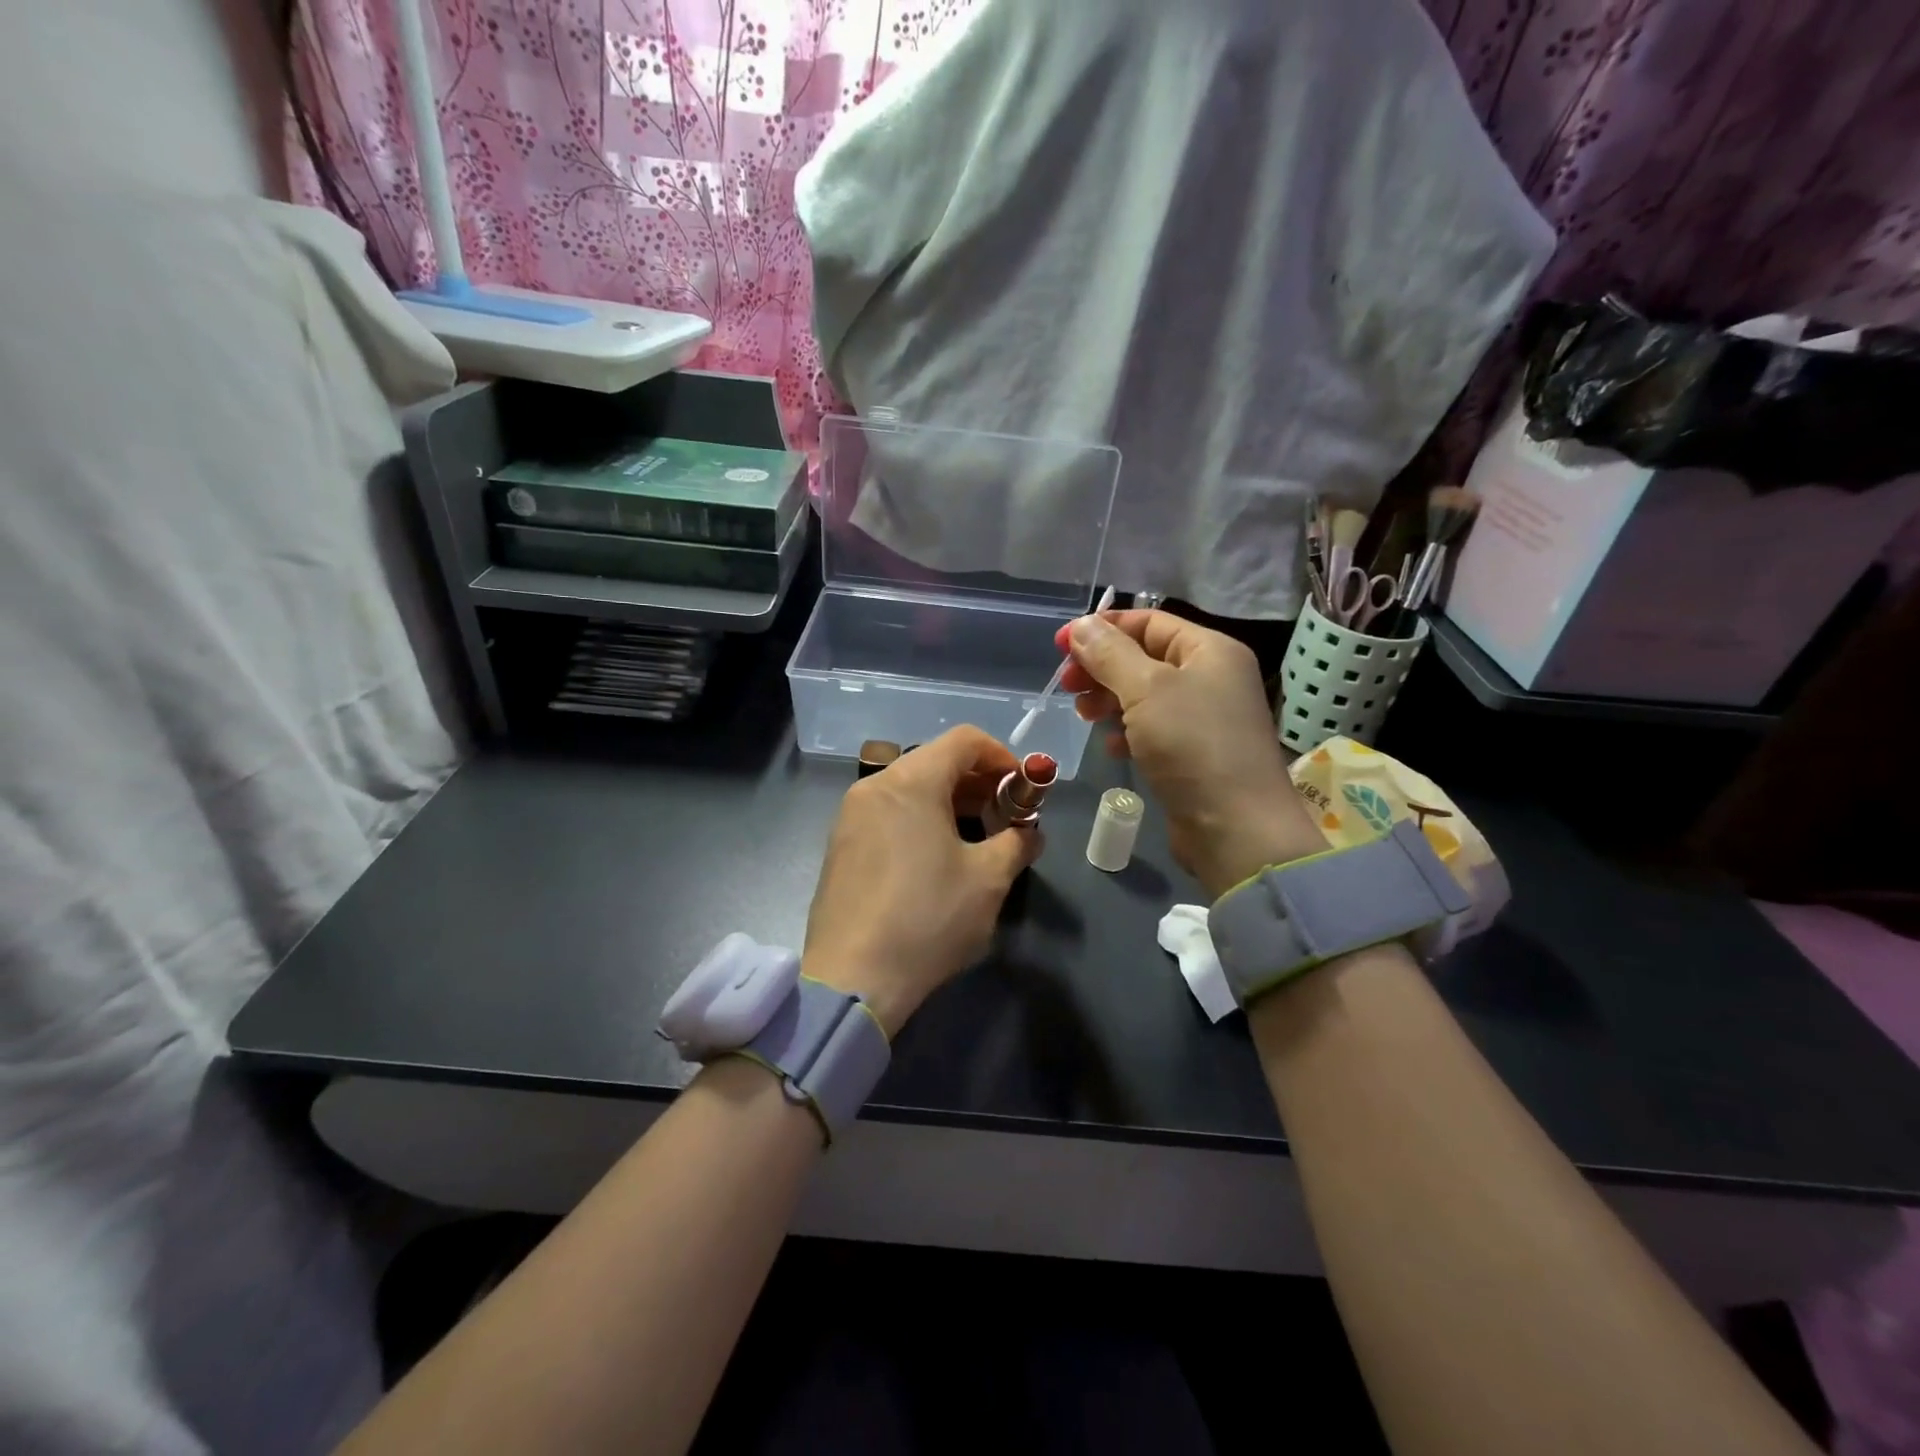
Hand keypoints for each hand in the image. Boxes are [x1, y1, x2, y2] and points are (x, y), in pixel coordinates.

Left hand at [803, 725, 1041, 1035]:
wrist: (852, 979)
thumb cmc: (928, 918)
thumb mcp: (988, 880)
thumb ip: (1016, 843)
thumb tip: (1029, 834)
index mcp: (911, 782)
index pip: (964, 740)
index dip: (1002, 756)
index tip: (1024, 790)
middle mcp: (874, 786)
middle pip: (935, 761)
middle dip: (978, 783)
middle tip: (1006, 818)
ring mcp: (850, 816)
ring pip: (910, 789)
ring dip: (951, 803)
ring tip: (977, 840)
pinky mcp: (839, 846)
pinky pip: (888, 814)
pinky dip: (920, 820)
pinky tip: (937, 859)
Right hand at [1056, 609, 1325, 897]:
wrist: (1236, 828)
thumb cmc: (1193, 745)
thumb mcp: (1146, 690)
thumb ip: (1110, 653)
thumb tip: (1081, 626)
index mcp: (1210, 650)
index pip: (1149, 622)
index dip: (1103, 628)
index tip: (1061, 645)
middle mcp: (1211, 677)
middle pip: (1144, 657)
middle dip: (1102, 667)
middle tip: (1067, 686)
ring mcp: (1205, 718)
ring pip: (1145, 695)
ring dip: (1110, 700)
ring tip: (1084, 716)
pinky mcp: (1195, 754)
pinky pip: (1153, 730)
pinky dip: (1127, 732)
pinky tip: (1110, 747)